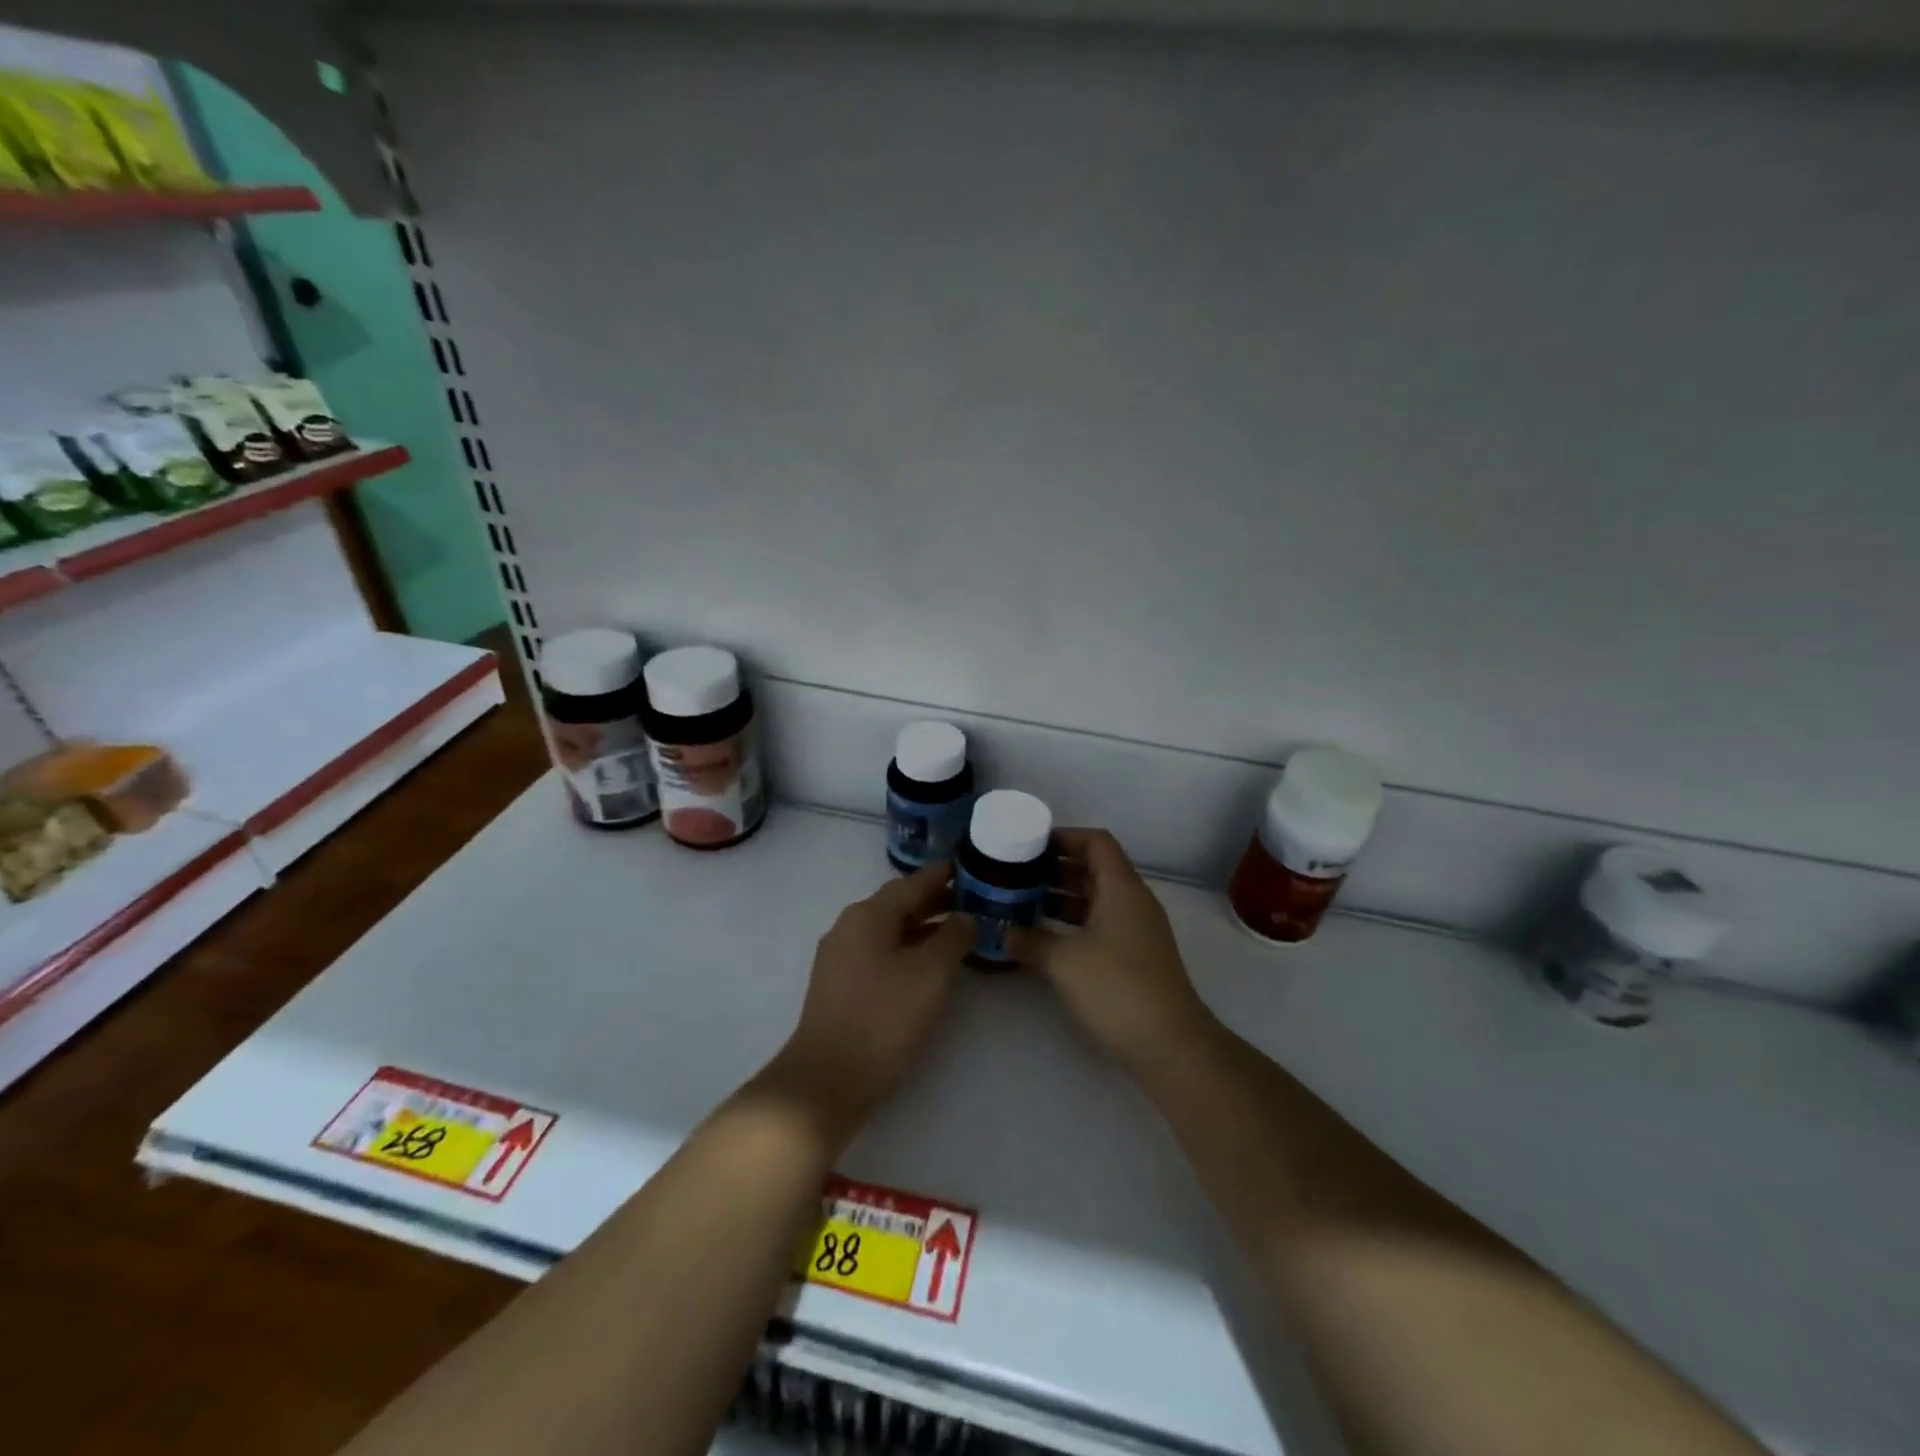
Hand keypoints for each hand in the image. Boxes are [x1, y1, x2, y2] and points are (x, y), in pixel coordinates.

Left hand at [761, 864, 972, 1145]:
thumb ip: (952, 938)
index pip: (912, 883)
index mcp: (868, 915)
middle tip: (972, 899)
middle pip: (898, 903)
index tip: (970, 867)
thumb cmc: (884, 1018)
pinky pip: (879, 951)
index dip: (943, 875)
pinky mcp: (840, 984)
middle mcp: (850, 926)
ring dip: (922, 926)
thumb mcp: (930, 974)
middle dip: (934, 900)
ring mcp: (840, 956)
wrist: (828, 1079)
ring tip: (957, 931)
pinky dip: (906, 948)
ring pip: (888, 929)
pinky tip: (927, 964)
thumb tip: (965, 917)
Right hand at [1020, 829, 1218, 1082]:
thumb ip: (1031, 941)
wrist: (1169, 1043)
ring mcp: (1136, 930)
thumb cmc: (1116, 987)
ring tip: (1023, 904)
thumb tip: (1004, 933)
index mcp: (1121, 888)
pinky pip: (1100, 924)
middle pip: (1095, 869)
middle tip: (1018, 875)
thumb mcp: (1064, 961)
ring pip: (1096, 899)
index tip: (1030, 845)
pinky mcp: (1135, 956)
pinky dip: (1073, 924)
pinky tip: (1045, 938)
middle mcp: (1133, 901)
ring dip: (1062, 898)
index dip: (1064, 837)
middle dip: (1055, 869)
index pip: (1096, 842)